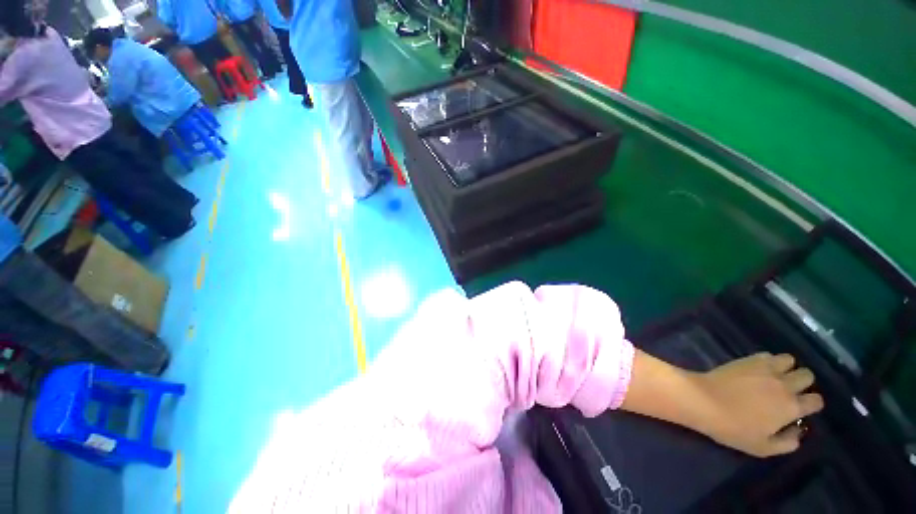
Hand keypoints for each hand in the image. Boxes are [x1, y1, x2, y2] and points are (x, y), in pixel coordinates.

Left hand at [693, 353, 823, 456]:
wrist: (704, 401)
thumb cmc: (733, 428)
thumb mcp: (762, 448)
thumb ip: (786, 443)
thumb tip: (798, 433)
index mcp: (791, 407)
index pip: (816, 400)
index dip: (811, 403)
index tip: (802, 407)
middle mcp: (784, 385)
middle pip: (807, 376)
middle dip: (802, 382)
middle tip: (789, 390)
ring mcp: (766, 369)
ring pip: (790, 360)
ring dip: (787, 368)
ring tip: (776, 376)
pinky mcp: (748, 359)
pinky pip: (768, 354)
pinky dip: (768, 360)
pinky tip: (759, 368)